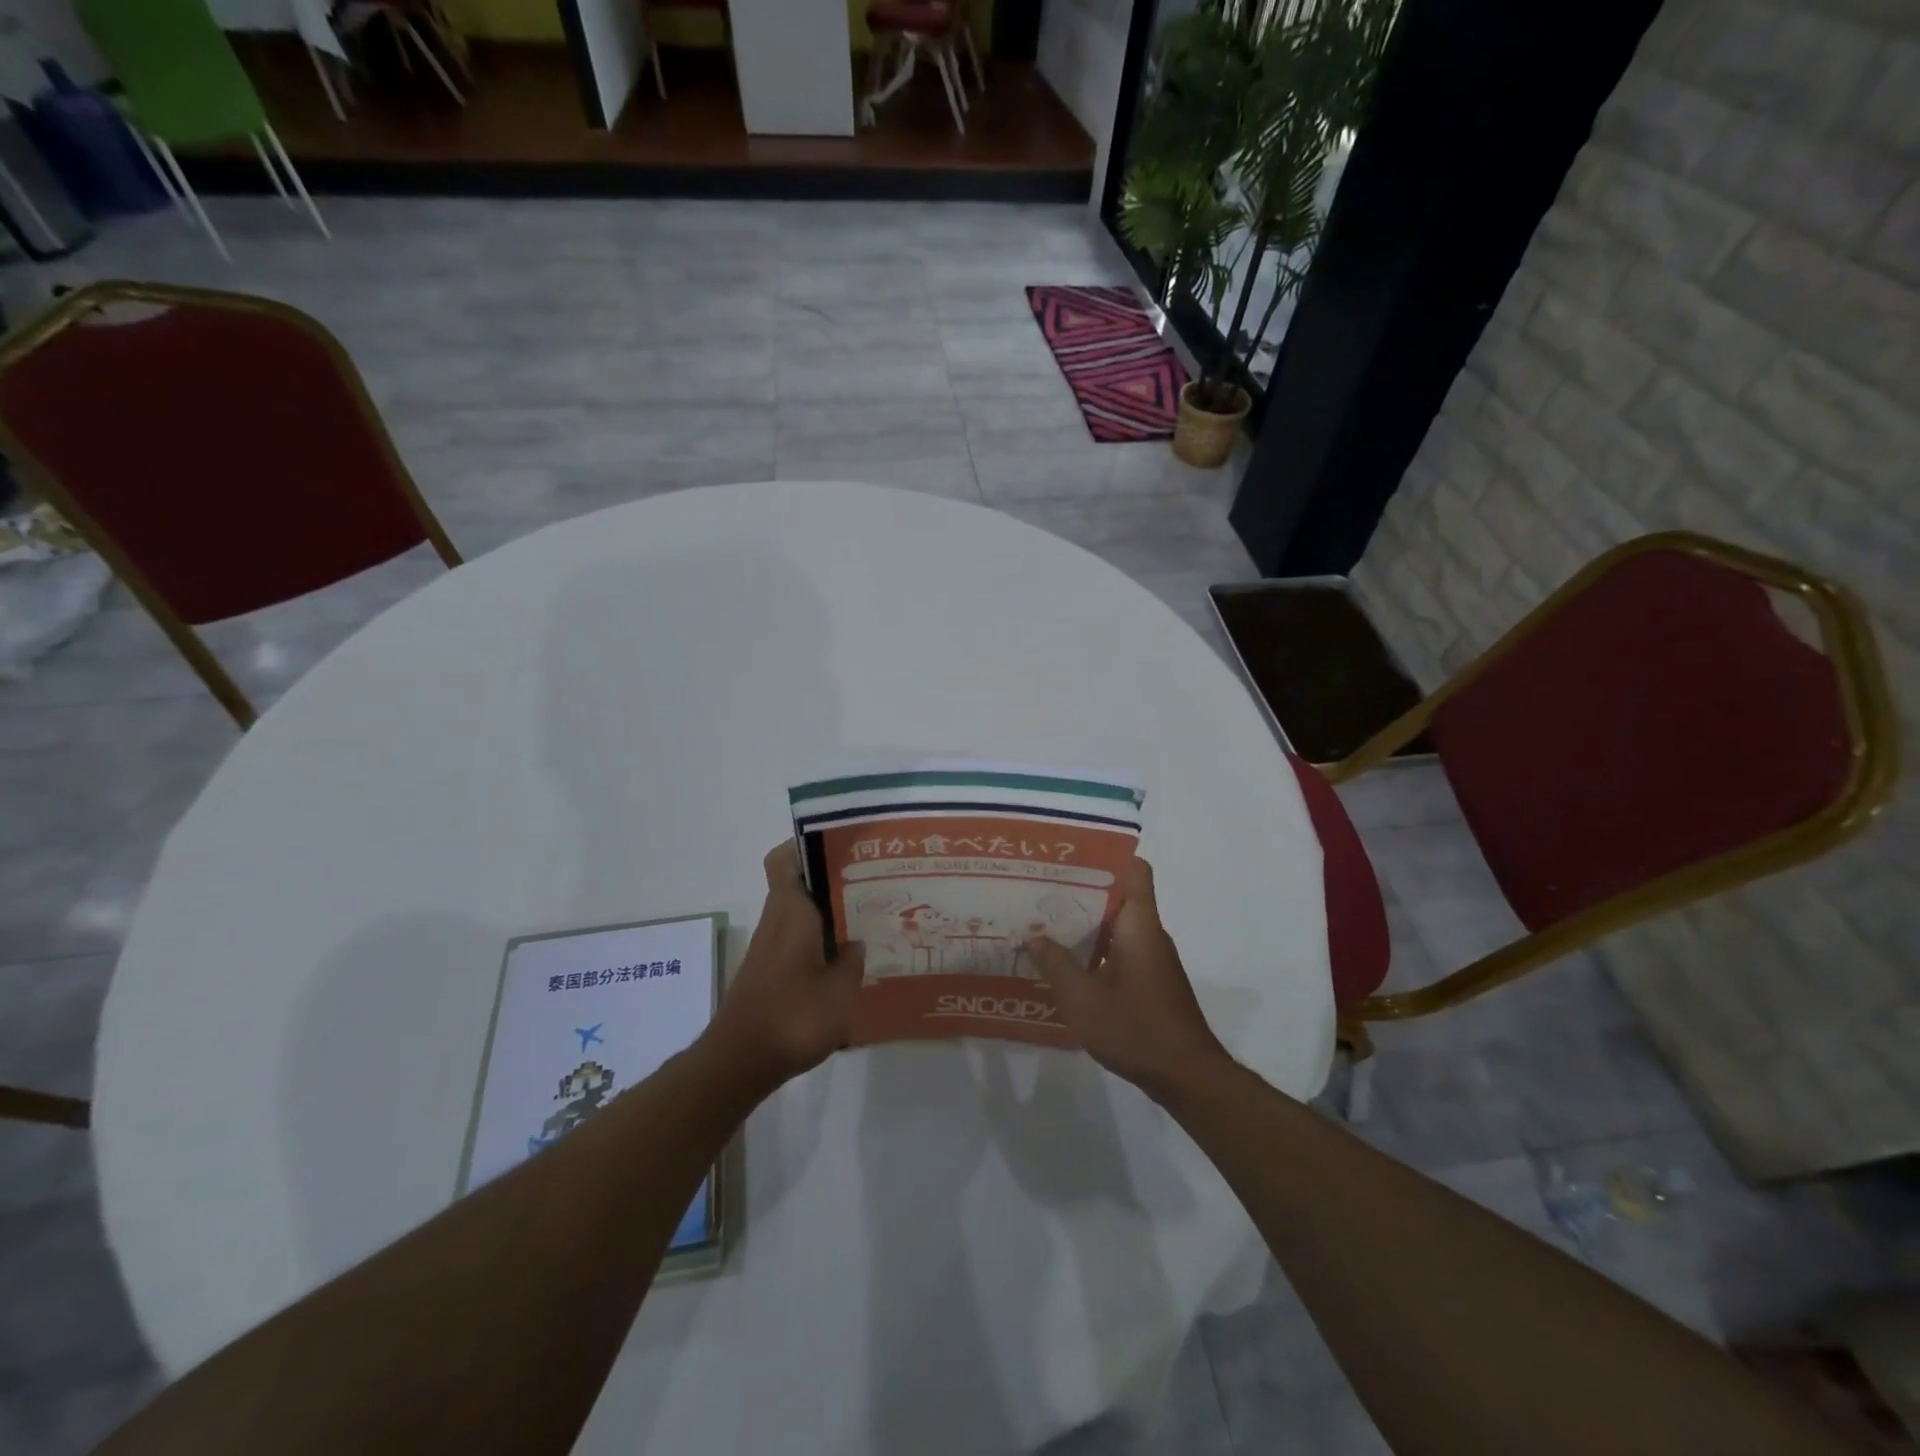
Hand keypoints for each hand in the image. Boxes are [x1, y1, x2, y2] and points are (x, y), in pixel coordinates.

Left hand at [705, 842, 864, 1094]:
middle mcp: (777, 921)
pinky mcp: (769, 970)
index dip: (806, 844)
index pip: (784, 859)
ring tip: (868, 917)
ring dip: (828, 911)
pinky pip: (797, 938)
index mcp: (791, 912)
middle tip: (871, 881)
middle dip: (831, 879)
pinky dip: (819, 938)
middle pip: (798, 883)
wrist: (739, 1062)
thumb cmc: (793, 1017)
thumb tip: (857, 942)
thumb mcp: (840, 991)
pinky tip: (846, 957)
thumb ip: (853, 961)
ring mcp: (770, 947)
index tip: (841, 846)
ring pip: (799, 912)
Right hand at [1025, 857, 1229, 1099]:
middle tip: (1039, 889)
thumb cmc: (1136, 1029)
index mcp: (1139, 924)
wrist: (1187, 1077)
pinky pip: (1119, 949)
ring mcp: (1151, 958)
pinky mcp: (1150, 981)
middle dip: (1080, 890)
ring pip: (1116, 925)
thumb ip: (1056, 964)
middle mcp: (1148, 933)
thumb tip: (1034, 935)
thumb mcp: (1083, 999)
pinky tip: (1064, 964)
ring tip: (1043, 922)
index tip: (1070, 855)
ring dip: (1084, 922)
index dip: (1106, 855)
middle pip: (1117, 895)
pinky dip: (1093, 949)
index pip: (1134, 870)